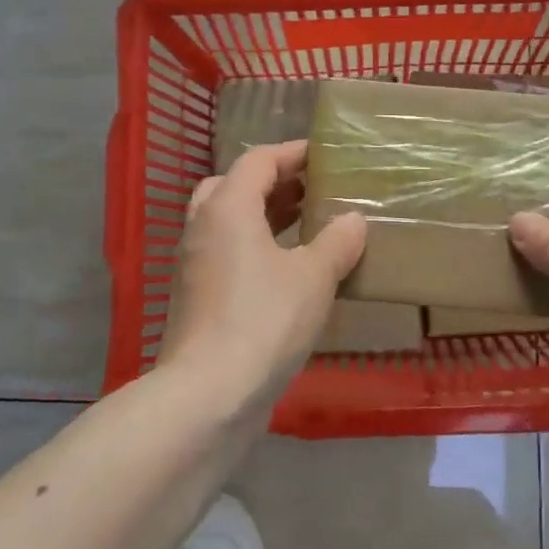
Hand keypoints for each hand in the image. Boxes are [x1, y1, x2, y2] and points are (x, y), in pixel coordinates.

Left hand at [159, 140, 365, 409]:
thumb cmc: (264, 320)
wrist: (208, 395)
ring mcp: (195, 263)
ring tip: (308, 224)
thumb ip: (338, 241)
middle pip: (236, 186)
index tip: (325, 155)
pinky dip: (256, 247)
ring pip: (229, 222)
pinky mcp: (197, 297)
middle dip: (275, 183)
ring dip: (265, 216)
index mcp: (228, 207)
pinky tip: (290, 270)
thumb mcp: (314, 277)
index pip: (258, 160)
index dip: (293, 153)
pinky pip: (228, 253)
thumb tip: (353, 219)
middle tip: (313, 189)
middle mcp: (203, 227)